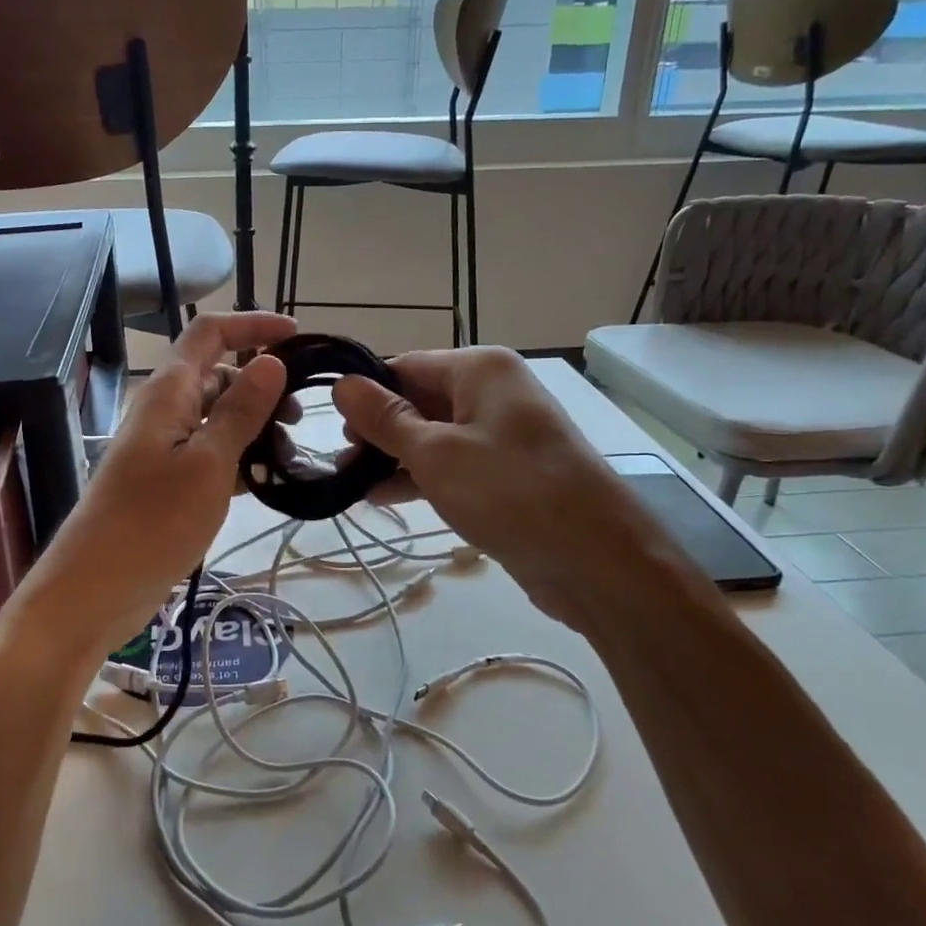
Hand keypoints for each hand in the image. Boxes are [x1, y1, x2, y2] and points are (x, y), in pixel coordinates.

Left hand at [11, 311, 296, 656]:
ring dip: (254, 426)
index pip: (211, 334)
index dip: (252, 326)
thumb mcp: (208, 464)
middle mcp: (163, 411)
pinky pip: (209, 454)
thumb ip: (240, 411)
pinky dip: (239, 459)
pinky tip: (266, 482)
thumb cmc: (152, 522)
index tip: (298, 336)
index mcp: (168, 392)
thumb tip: (271, 360)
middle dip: (261, 384)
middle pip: (217, 376)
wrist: (93, 591)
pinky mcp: (166, 483)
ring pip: (216, 418)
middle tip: (299, 418)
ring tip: (289, 455)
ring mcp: (163, 448)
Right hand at [331, 347, 620, 612]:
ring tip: (349, 483)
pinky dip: (419, 477)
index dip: (365, 394)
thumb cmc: (510, 491)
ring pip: (432, 436)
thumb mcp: (435, 453)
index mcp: (480, 369)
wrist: (597, 560)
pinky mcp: (505, 474)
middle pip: (418, 400)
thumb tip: (342, 384)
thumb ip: (385, 419)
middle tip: (339, 462)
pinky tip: (382, 498)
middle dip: (376, 430)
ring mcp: (501, 434)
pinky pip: (452, 465)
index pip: (405, 366)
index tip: (328, 426)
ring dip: (392, 457)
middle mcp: (492, 392)